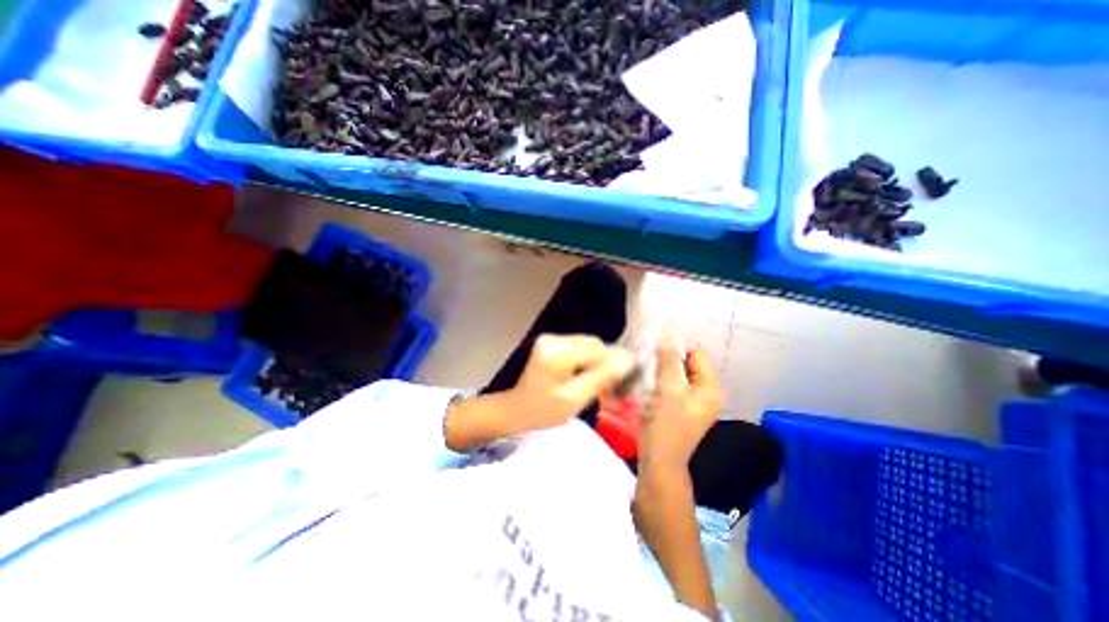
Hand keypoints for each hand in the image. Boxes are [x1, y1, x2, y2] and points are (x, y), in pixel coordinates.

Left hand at [445, 332, 631, 448]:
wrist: (517, 409)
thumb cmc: (543, 411)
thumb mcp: (574, 399)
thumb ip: (601, 378)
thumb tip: (627, 360)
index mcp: (556, 353)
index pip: (596, 350)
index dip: (616, 360)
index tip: (631, 375)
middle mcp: (553, 339)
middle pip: (593, 344)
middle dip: (608, 362)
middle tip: (617, 384)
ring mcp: (551, 339)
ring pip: (588, 345)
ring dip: (599, 362)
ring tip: (605, 383)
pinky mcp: (553, 343)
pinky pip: (580, 348)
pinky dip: (589, 361)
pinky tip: (591, 376)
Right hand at [638, 339, 723, 470]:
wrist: (659, 462)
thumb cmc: (666, 426)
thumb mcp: (668, 390)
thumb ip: (668, 361)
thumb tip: (665, 337)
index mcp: (710, 389)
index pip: (697, 354)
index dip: (676, 350)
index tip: (655, 354)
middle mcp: (705, 393)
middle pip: (686, 364)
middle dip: (666, 361)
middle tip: (647, 364)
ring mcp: (692, 402)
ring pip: (676, 374)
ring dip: (660, 371)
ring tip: (644, 375)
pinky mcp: (679, 408)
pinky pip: (670, 385)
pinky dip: (659, 382)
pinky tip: (646, 386)